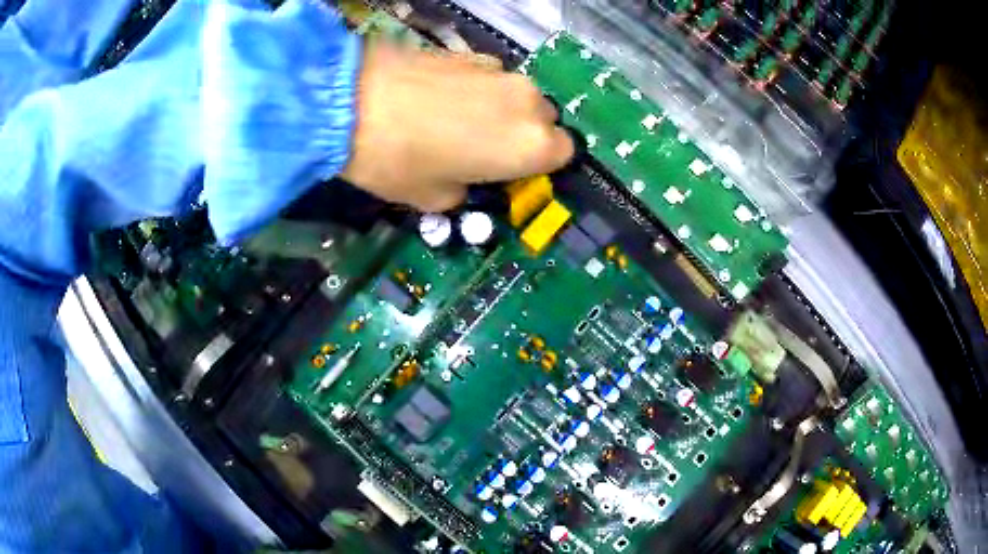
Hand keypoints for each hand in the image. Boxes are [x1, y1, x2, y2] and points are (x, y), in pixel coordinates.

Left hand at [341, 42, 574, 211]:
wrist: (351, 103)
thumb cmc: (399, 162)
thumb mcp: (436, 198)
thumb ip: (467, 190)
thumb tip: (466, 179)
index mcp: (531, 145)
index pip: (563, 154)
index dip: (537, 164)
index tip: (511, 171)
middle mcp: (527, 103)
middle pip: (543, 121)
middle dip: (521, 135)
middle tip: (482, 150)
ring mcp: (500, 71)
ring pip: (516, 97)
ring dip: (500, 111)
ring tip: (457, 122)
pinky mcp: (470, 53)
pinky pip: (489, 78)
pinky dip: (477, 90)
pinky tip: (441, 98)